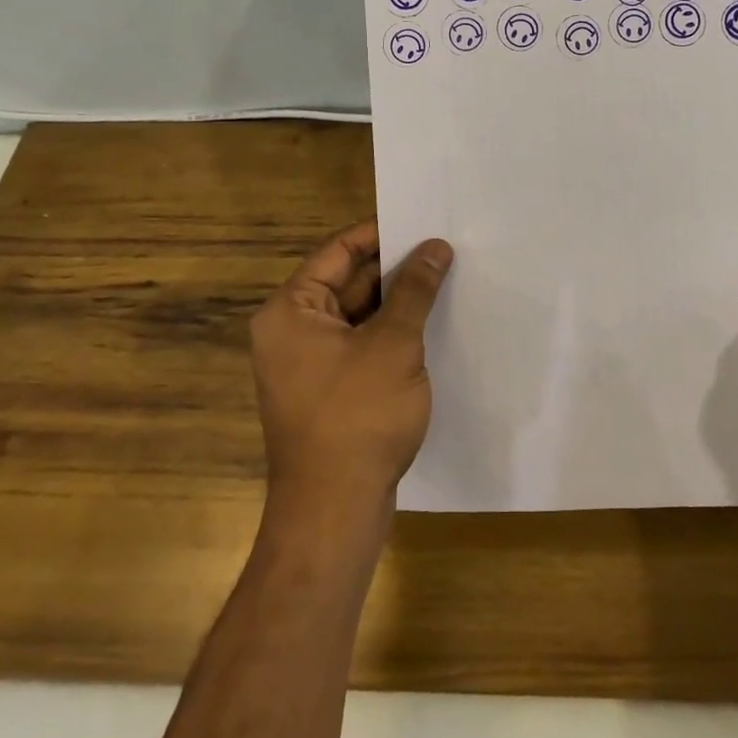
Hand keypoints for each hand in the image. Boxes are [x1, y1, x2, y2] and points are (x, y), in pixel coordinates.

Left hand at [251, 222, 452, 515]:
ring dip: (397, 303)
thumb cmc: (358, 416)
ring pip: (358, 317)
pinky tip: (431, 327)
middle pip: (348, 282)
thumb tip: (435, 246)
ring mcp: (309, 364)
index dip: (381, 234)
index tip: (422, 223)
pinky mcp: (329, 392)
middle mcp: (292, 331)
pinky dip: (391, 335)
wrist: (335, 514)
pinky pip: (361, 347)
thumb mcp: (394, 343)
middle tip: (443, 250)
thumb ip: (414, 289)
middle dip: (395, 270)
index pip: (338, 251)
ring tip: (445, 281)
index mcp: (291, 310)